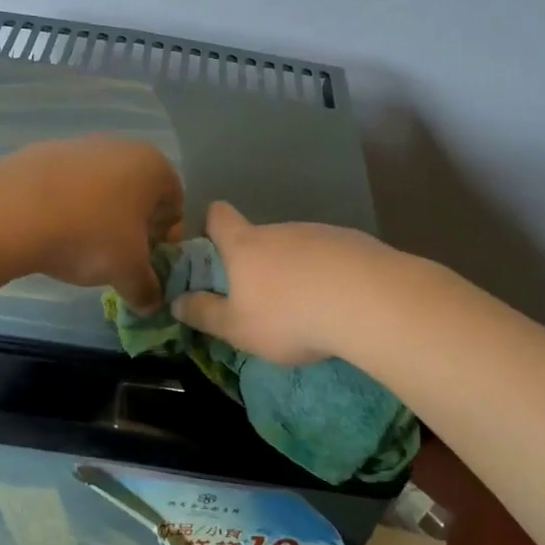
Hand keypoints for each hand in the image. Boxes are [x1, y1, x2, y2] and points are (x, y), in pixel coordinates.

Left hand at [0, 137, 183, 310]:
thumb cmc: (89, 235)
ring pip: (102, 188)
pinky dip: (68, 207)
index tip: (148, 263)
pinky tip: (53, 232)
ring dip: (99, 217)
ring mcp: (79, 145)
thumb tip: (152, 303)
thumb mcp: (127, 271)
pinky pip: (68, 186)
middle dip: (133, 227)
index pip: (176, 204)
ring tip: (81, 248)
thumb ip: (147, 288)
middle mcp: (121, 146)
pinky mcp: (43, 153)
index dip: (166, 238)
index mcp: (153, 166)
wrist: (12, 211)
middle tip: (118, 259)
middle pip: (138, 194)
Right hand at [172, 202, 390, 363]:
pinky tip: (340, 302)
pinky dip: (328, 273)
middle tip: (261, 300)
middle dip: (256, 262)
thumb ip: (204, 314)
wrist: (369, 301)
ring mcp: (319, 232)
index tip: (211, 249)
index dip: (210, 225)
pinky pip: (330, 255)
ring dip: (295, 269)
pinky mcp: (354, 241)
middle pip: (259, 236)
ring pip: (297, 247)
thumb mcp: (237, 328)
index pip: (217, 216)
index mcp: (244, 245)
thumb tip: (175, 302)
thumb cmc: (289, 316)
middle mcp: (279, 230)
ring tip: (307, 307)